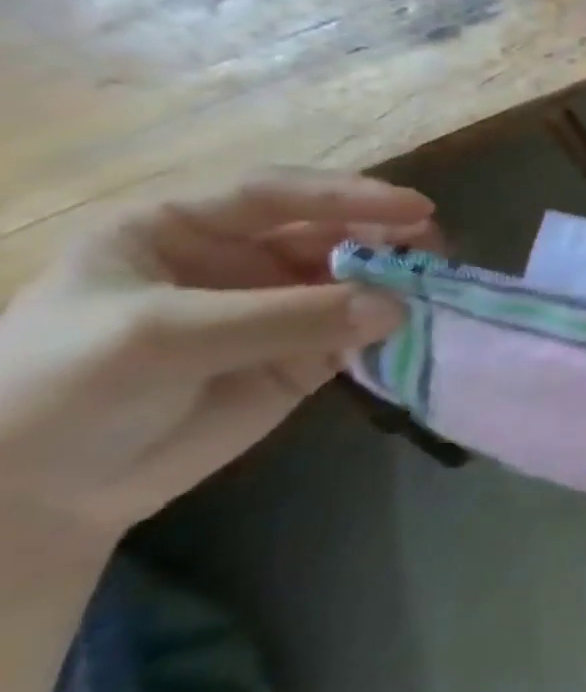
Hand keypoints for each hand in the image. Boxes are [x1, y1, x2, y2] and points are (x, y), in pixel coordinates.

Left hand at [0, 169, 434, 548]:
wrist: (34, 497)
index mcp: (183, 230)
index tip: (416, 209)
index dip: (348, 196)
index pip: (276, 194)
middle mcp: (238, 260)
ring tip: (439, 288)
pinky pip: (359, 333)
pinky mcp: (302, 358)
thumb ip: (286, 317)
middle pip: (328, 233)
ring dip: (397, 282)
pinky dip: (393, 330)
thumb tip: (398, 307)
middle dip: (384, 238)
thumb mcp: (164, 337)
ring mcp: (275, 309)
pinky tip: (421, 328)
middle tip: (435, 250)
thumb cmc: (64, 387)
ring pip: (354, 281)